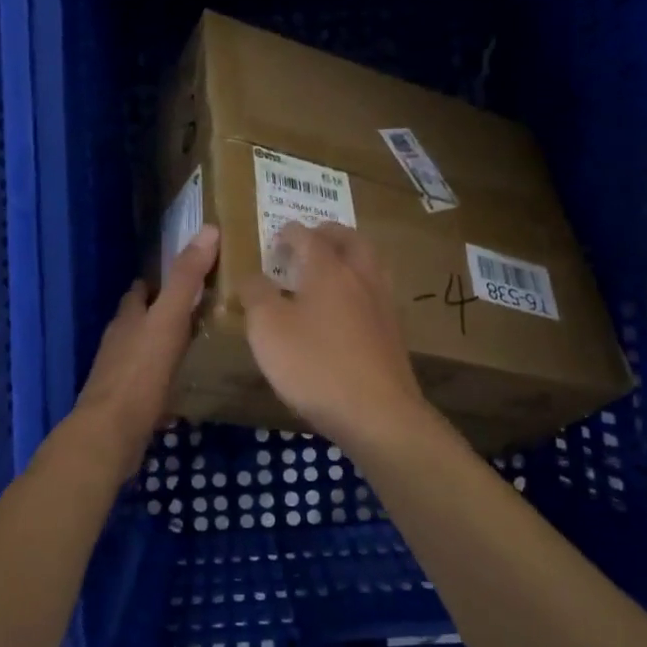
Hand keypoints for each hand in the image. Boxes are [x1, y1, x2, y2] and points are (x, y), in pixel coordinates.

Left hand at [69, 226, 219, 479]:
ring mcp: (120, 374)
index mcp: (128, 318)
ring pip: (143, 350)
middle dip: (162, 311)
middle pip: (140, 319)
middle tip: (198, 308)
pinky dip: (163, 376)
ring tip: (194, 343)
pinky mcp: (127, 404)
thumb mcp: (168, 319)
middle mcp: (120, 341)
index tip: (186, 274)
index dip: (159, 280)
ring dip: (162, 344)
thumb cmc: (140, 372)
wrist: (110, 434)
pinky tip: (181, 384)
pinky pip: (148, 381)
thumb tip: (208, 229)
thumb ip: (186, 279)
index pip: (141, 289)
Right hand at [239, 222, 433, 452]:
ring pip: (371, 264)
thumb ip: (256, 295)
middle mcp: (361, 278)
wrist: (378, 413)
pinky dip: (361, 286)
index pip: (309, 237)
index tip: (277, 238)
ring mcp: (383, 305)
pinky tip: (350, 308)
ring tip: (333, 268)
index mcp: (329, 270)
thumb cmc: (315, 365)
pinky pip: (377, 293)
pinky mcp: (394, 334)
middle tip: (312, 239)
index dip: (290, 233)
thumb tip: (251, 276)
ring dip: (352, 256)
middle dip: (330, 234)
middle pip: (351, 241)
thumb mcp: (268, 330)